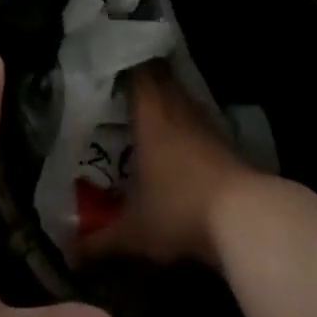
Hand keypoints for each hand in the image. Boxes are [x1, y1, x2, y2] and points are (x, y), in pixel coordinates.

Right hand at [79, 62, 256, 269]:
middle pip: (159, 77)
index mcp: (150, 113)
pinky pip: (196, 119)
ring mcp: (203, 123)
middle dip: (142, 78)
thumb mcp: (135, 231)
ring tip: (144, 111)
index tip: (106, 64)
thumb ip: (101, 240)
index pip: (136, 71)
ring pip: (179, 97)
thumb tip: (72, 252)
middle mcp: (176, 107)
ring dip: (165, 99)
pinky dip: (184, 123)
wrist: (244, 217)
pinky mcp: (224, 141)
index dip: (123, 64)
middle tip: (120, 86)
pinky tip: (174, 142)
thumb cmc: (179, 209)